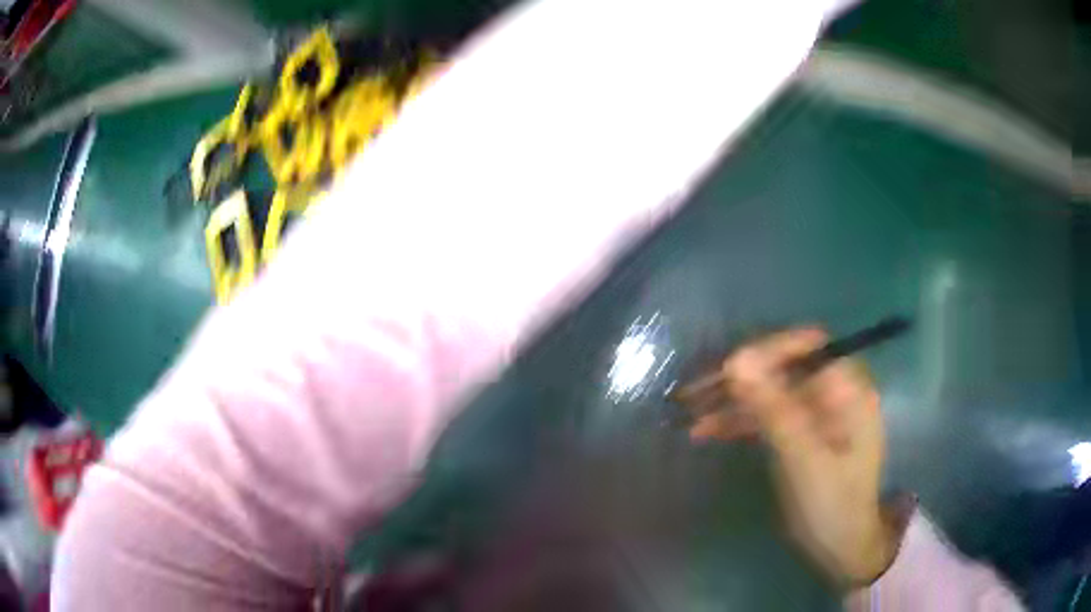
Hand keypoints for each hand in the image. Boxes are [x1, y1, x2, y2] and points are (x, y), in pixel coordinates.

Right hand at [689, 327, 902, 584]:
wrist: (841, 546)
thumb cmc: (832, 502)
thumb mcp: (803, 457)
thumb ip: (773, 408)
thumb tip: (737, 359)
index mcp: (847, 390)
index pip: (807, 347)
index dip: (769, 350)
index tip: (728, 370)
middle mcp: (831, 394)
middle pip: (783, 369)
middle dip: (741, 379)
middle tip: (696, 392)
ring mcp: (814, 414)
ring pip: (770, 394)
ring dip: (733, 402)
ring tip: (691, 412)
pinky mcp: (799, 434)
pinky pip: (768, 418)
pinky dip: (739, 422)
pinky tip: (707, 431)